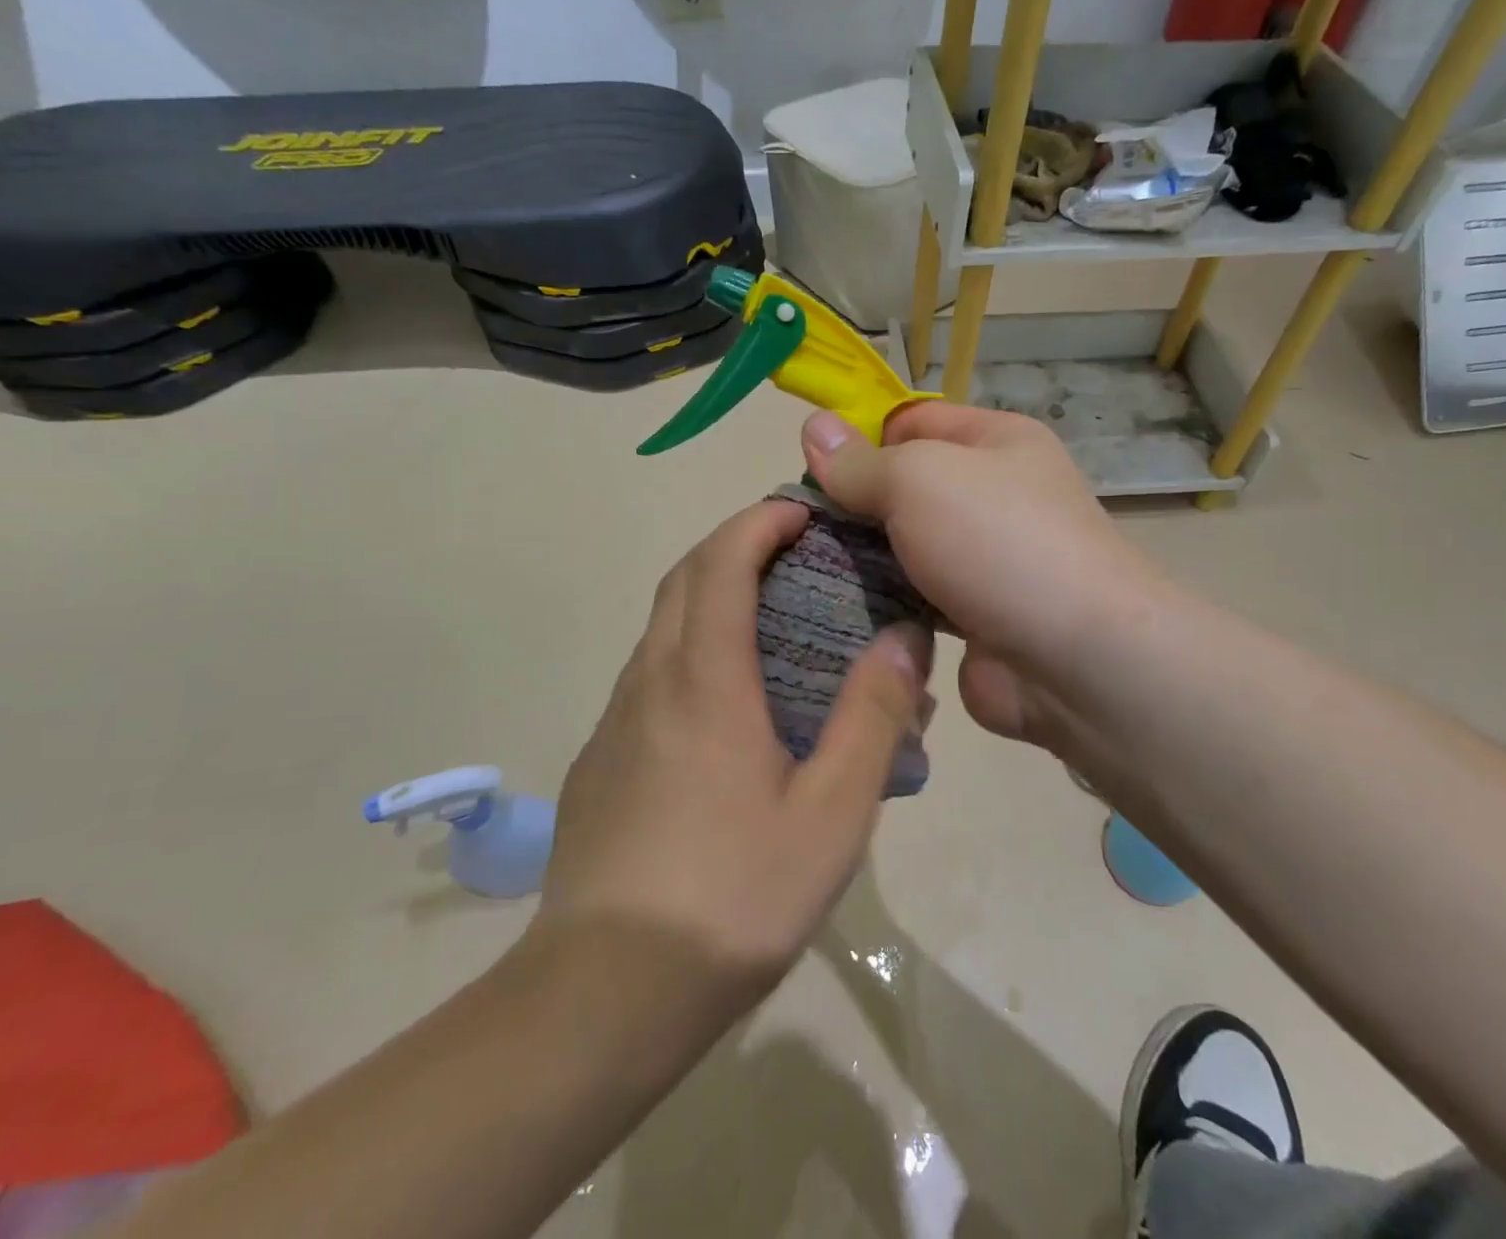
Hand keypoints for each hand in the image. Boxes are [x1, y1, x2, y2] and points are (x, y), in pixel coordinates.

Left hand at [537, 499, 931, 1002]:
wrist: (606, 991)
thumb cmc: (734, 896)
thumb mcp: (832, 813)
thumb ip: (873, 717)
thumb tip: (903, 638)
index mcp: (703, 679)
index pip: (722, 561)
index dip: (760, 522)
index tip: (803, 513)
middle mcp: (651, 679)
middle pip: (685, 578)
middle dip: (736, 544)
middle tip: (795, 553)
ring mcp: (617, 718)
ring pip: (663, 625)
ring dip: (712, 595)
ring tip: (772, 618)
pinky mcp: (602, 756)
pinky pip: (651, 672)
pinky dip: (692, 647)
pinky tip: (730, 702)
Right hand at [801, 404, 1155, 754]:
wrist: (1076, 659)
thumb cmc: (997, 541)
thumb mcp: (919, 479)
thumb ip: (861, 461)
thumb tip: (813, 427)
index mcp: (996, 442)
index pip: (913, 421)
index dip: (862, 438)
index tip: (810, 470)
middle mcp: (995, 495)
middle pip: (906, 488)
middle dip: (855, 506)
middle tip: (799, 528)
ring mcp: (985, 560)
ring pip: (906, 548)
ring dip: (863, 560)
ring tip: (803, 570)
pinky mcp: (973, 617)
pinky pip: (914, 600)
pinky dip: (883, 605)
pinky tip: (836, 610)